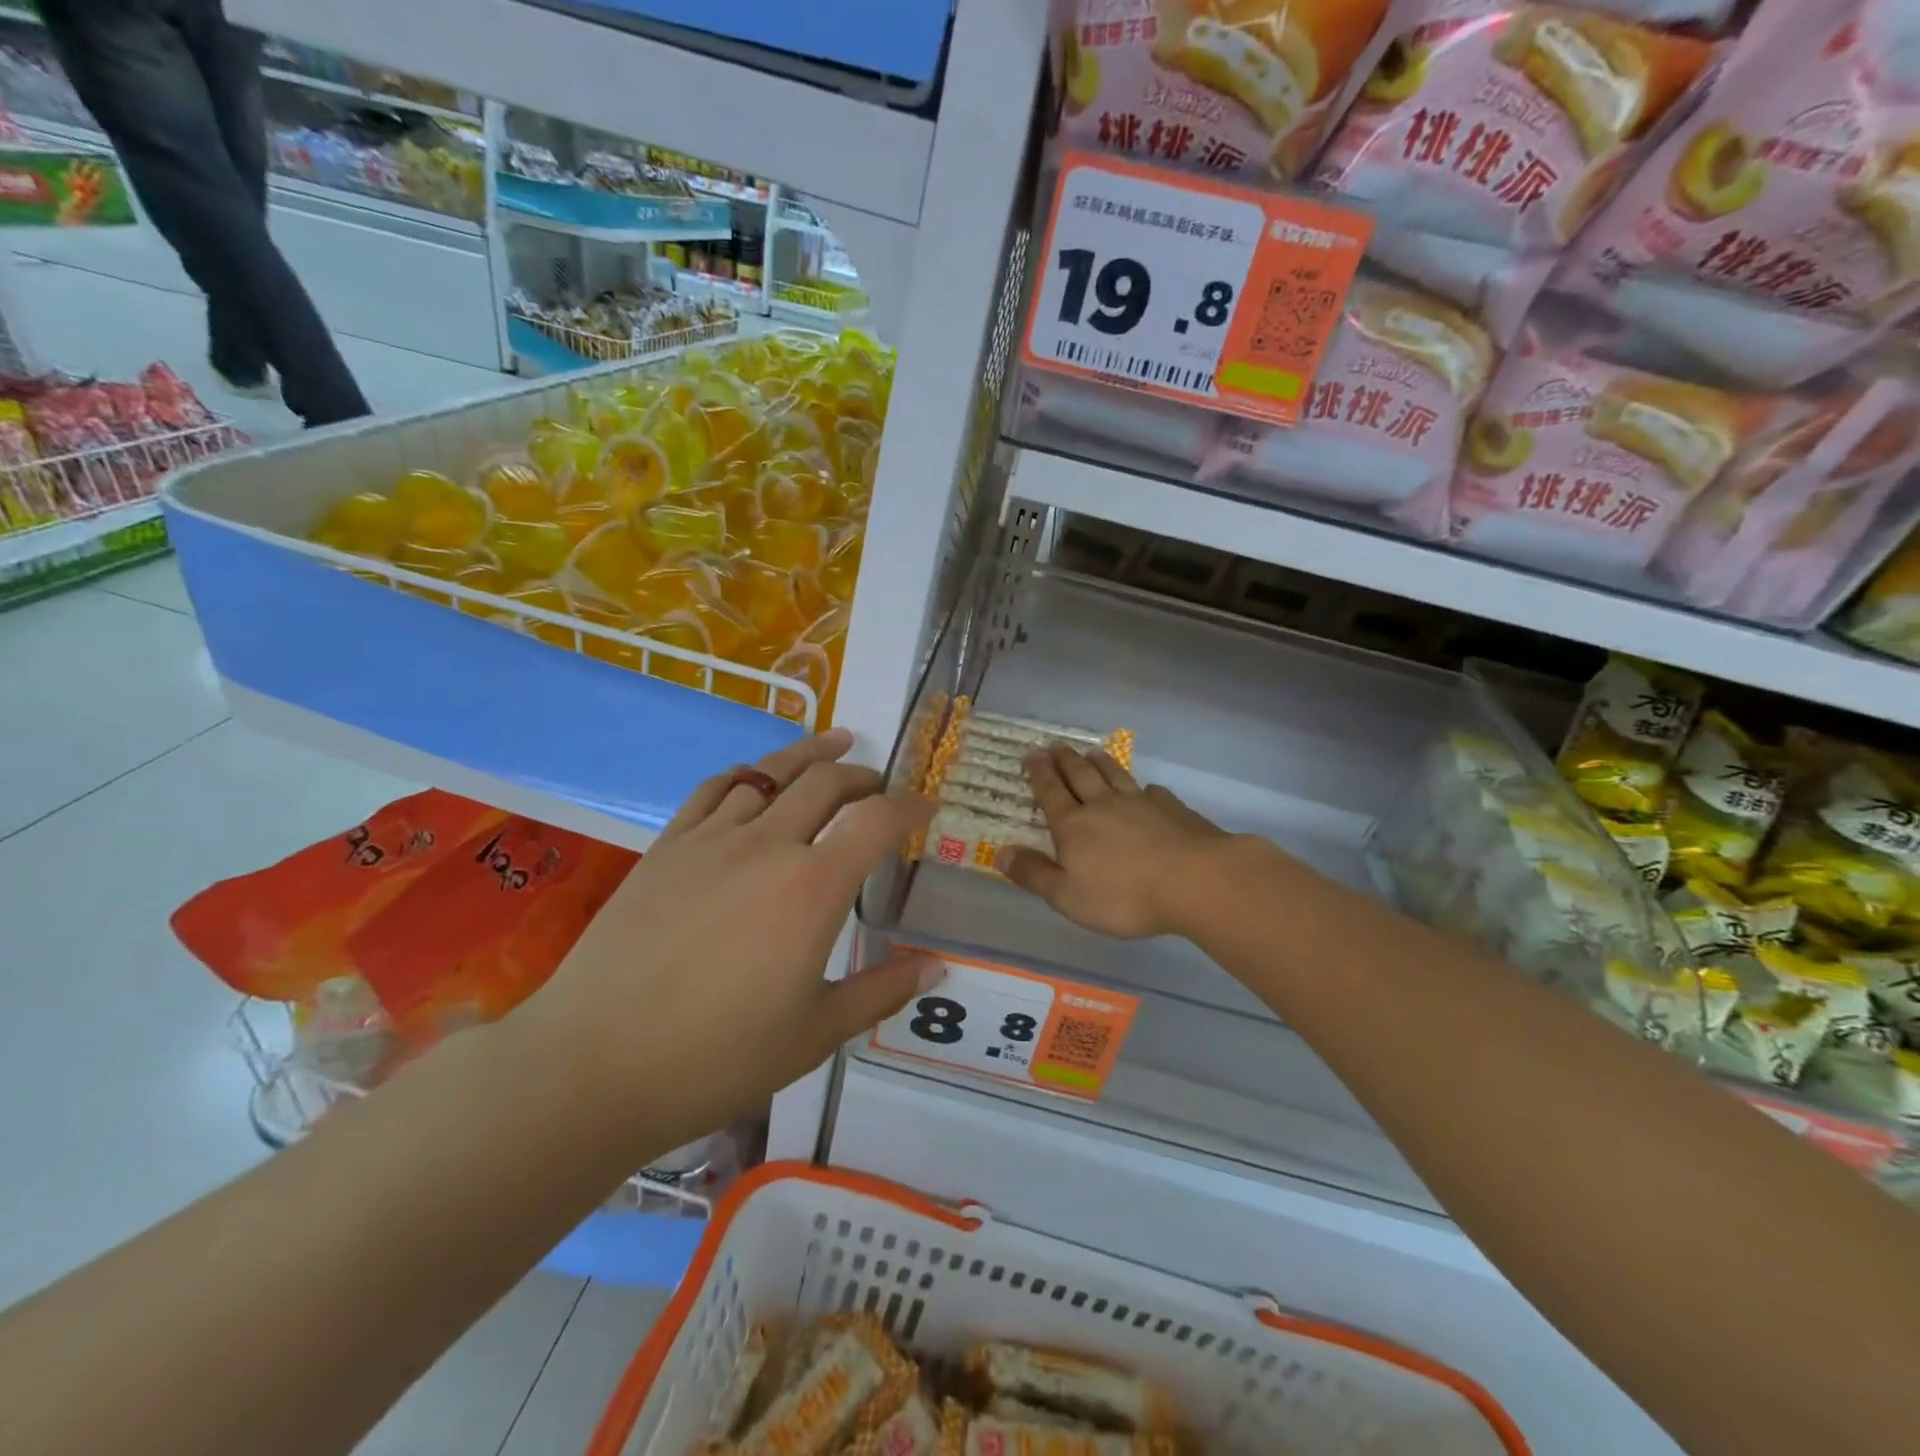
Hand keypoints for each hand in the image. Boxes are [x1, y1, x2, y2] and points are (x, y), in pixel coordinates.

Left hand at [522, 728, 938, 1156]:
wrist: (595, 1063)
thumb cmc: (718, 1057)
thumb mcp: (816, 1034)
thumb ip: (881, 992)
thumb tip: (936, 967)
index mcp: (814, 887)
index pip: (877, 820)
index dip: (911, 807)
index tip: (927, 809)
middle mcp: (769, 844)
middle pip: (827, 781)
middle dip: (864, 776)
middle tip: (880, 786)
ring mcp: (712, 838)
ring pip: (772, 771)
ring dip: (811, 756)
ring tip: (835, 745)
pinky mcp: (667, 845)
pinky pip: (716, 788)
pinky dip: (748, 773)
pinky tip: (755, 778)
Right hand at [1000, 745, 1228, 939]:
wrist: (1195, 881)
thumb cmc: (1124, 895)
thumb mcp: (1067, 895)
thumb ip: (1034, 874)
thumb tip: (1000, 853)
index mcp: (1074, 826)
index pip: (1051, 794)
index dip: (1039, 775)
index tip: (1031, 755)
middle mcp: (1103, 806)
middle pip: (1081, 776)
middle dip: (1066, 760)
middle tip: (1056, 745)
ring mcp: (1141, 804)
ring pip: (1115, 776)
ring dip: (1101, 763)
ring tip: (1092, 751)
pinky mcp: (1173, 809)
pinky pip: (1152, 792)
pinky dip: (1143, 787)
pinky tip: (1146, 788)